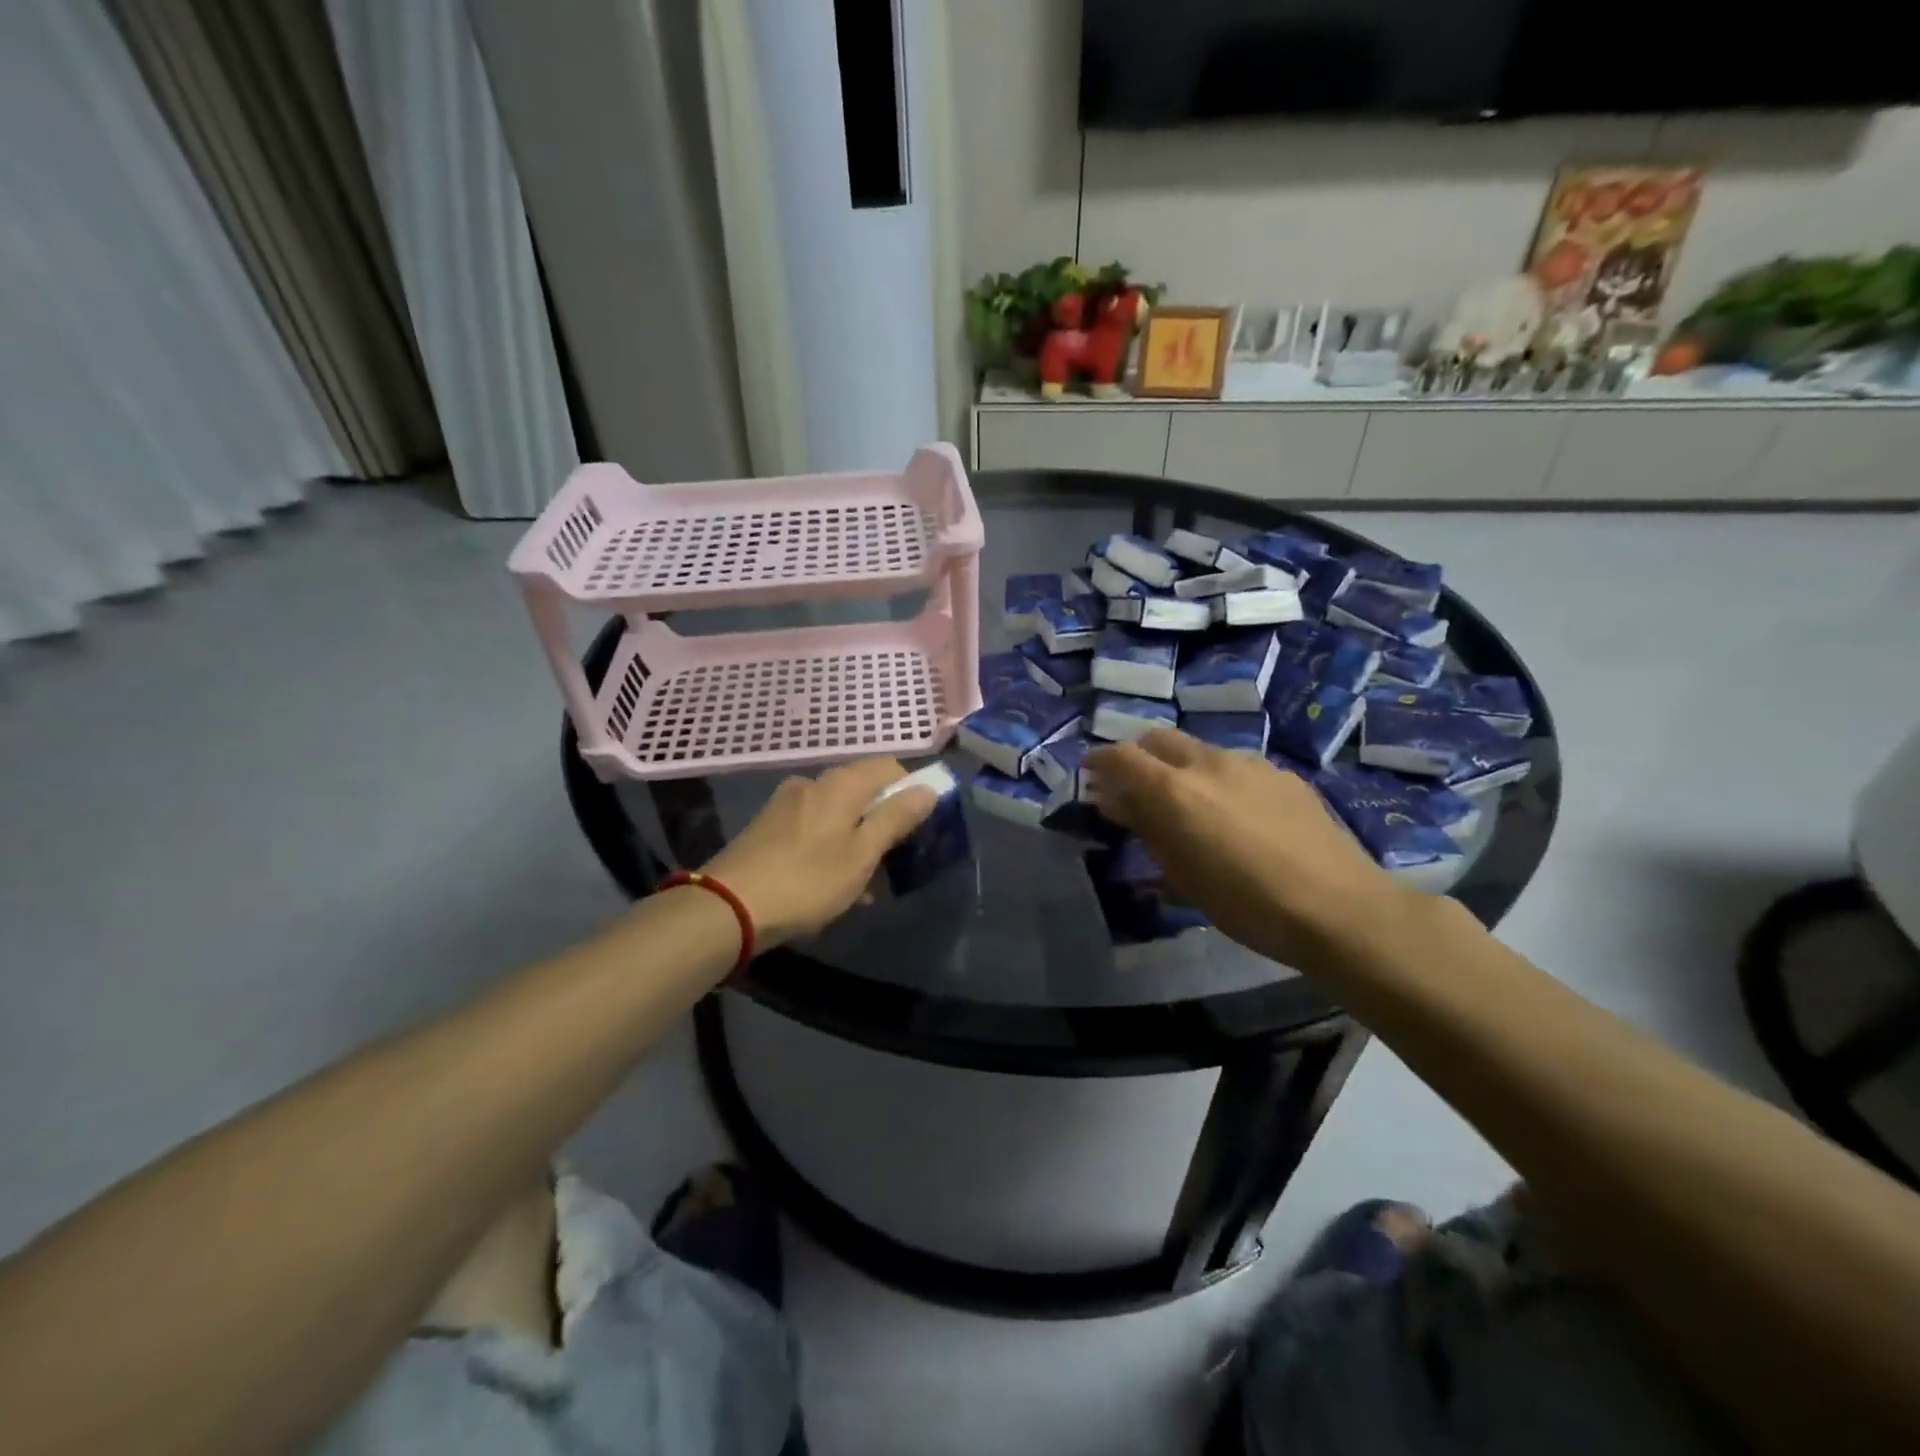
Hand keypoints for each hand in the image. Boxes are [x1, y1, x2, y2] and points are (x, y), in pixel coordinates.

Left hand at [701, 757, 935, 948]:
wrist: (727, 906)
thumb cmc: (807, 880)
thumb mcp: (862, 854)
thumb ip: (896, 818)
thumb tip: (927, 788)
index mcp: (840, 783)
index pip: (889, 767)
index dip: (910, 792)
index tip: (915, 829)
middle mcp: (812, 782)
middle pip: (862, 790)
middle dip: (881, 821)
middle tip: (889, 863)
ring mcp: (785, 803)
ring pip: (837, 813)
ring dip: (855, 840)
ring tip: (860, 884)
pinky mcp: (767, 826)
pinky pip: (813, 827)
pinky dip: (829, 846)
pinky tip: (828, 883)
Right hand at [1087, 729, 1408, 970]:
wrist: (1337, 906)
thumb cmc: (1245, 903)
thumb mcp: (1181, 874)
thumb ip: (1145, 828)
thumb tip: (1115, 801)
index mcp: (1173, 789)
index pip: (1120, 756)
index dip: (1099, 761)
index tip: (1091, 775)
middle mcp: (1207, 762)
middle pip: (1158, 739)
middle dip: (1139, 756)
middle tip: (1136, 789)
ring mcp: (1250, 763)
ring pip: (1200, 751)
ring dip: (1182, 768)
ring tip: (1191, 806)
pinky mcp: (1283, 774)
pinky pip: (1237, 766)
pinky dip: (1219, 780)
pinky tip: (1238, 815)